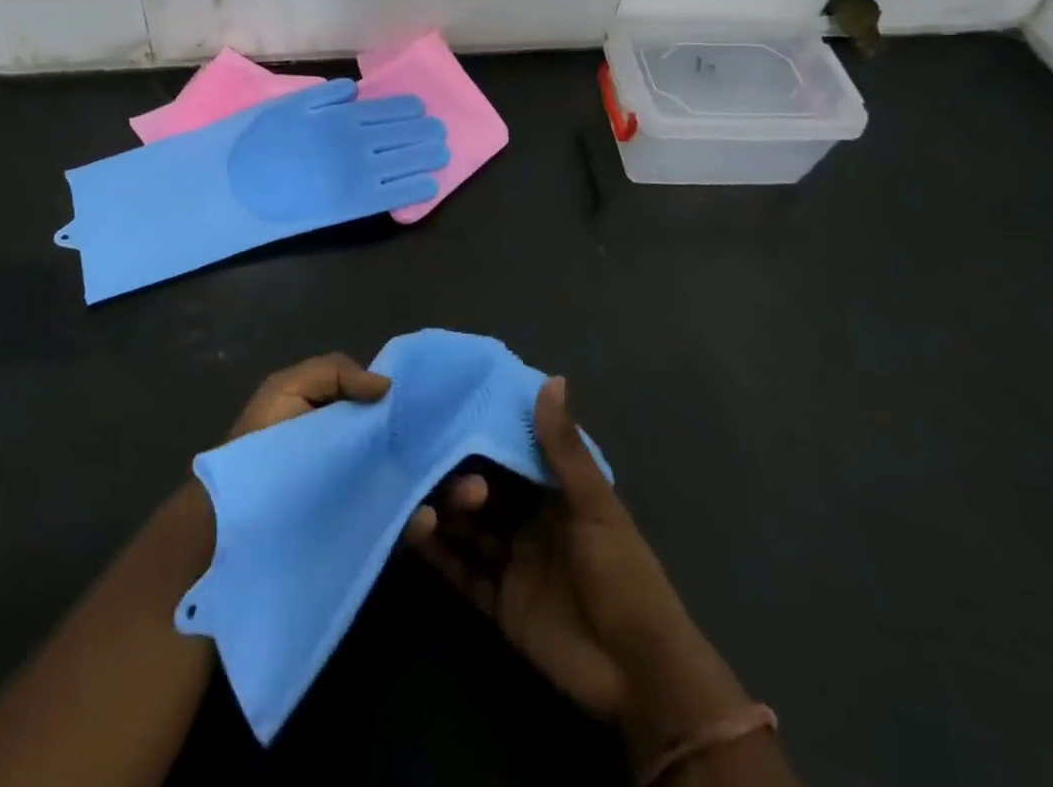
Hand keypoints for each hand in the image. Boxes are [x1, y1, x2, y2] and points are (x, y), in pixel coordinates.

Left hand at [224, 353, 488, 542]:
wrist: (223, 529)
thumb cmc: (256, 450)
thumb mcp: (287, 390)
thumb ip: (333, 372)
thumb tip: (387, 386)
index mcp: (350, 420)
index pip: (398, 410)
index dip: (426, 406)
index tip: (457, 405)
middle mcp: (364, 458)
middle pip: (417, 451)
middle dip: (450, 452)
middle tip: (478, 460)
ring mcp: (365, 500)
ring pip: (418, 490)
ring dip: (450, 490)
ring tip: (473, 492)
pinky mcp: (361, 540)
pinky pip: (397, 531)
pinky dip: (417, 524)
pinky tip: (427, 518)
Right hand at [413, 378, 753, 771]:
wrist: (638, 674)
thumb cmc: (624, 575)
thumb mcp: (595, 507)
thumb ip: (565, 448)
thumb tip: (552, 379)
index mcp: (554, 493)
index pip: (510, 455)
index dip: (483, 436)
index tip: (448, 410)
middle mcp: (528, 520)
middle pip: (483, 491)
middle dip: (458, 477)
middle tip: (435, 467)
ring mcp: (512, 561)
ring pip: (467, 529)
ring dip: (443, 512)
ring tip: (417, 500)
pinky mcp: (499, 602)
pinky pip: (461, 572)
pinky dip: (437, 555)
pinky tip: (414, 533)